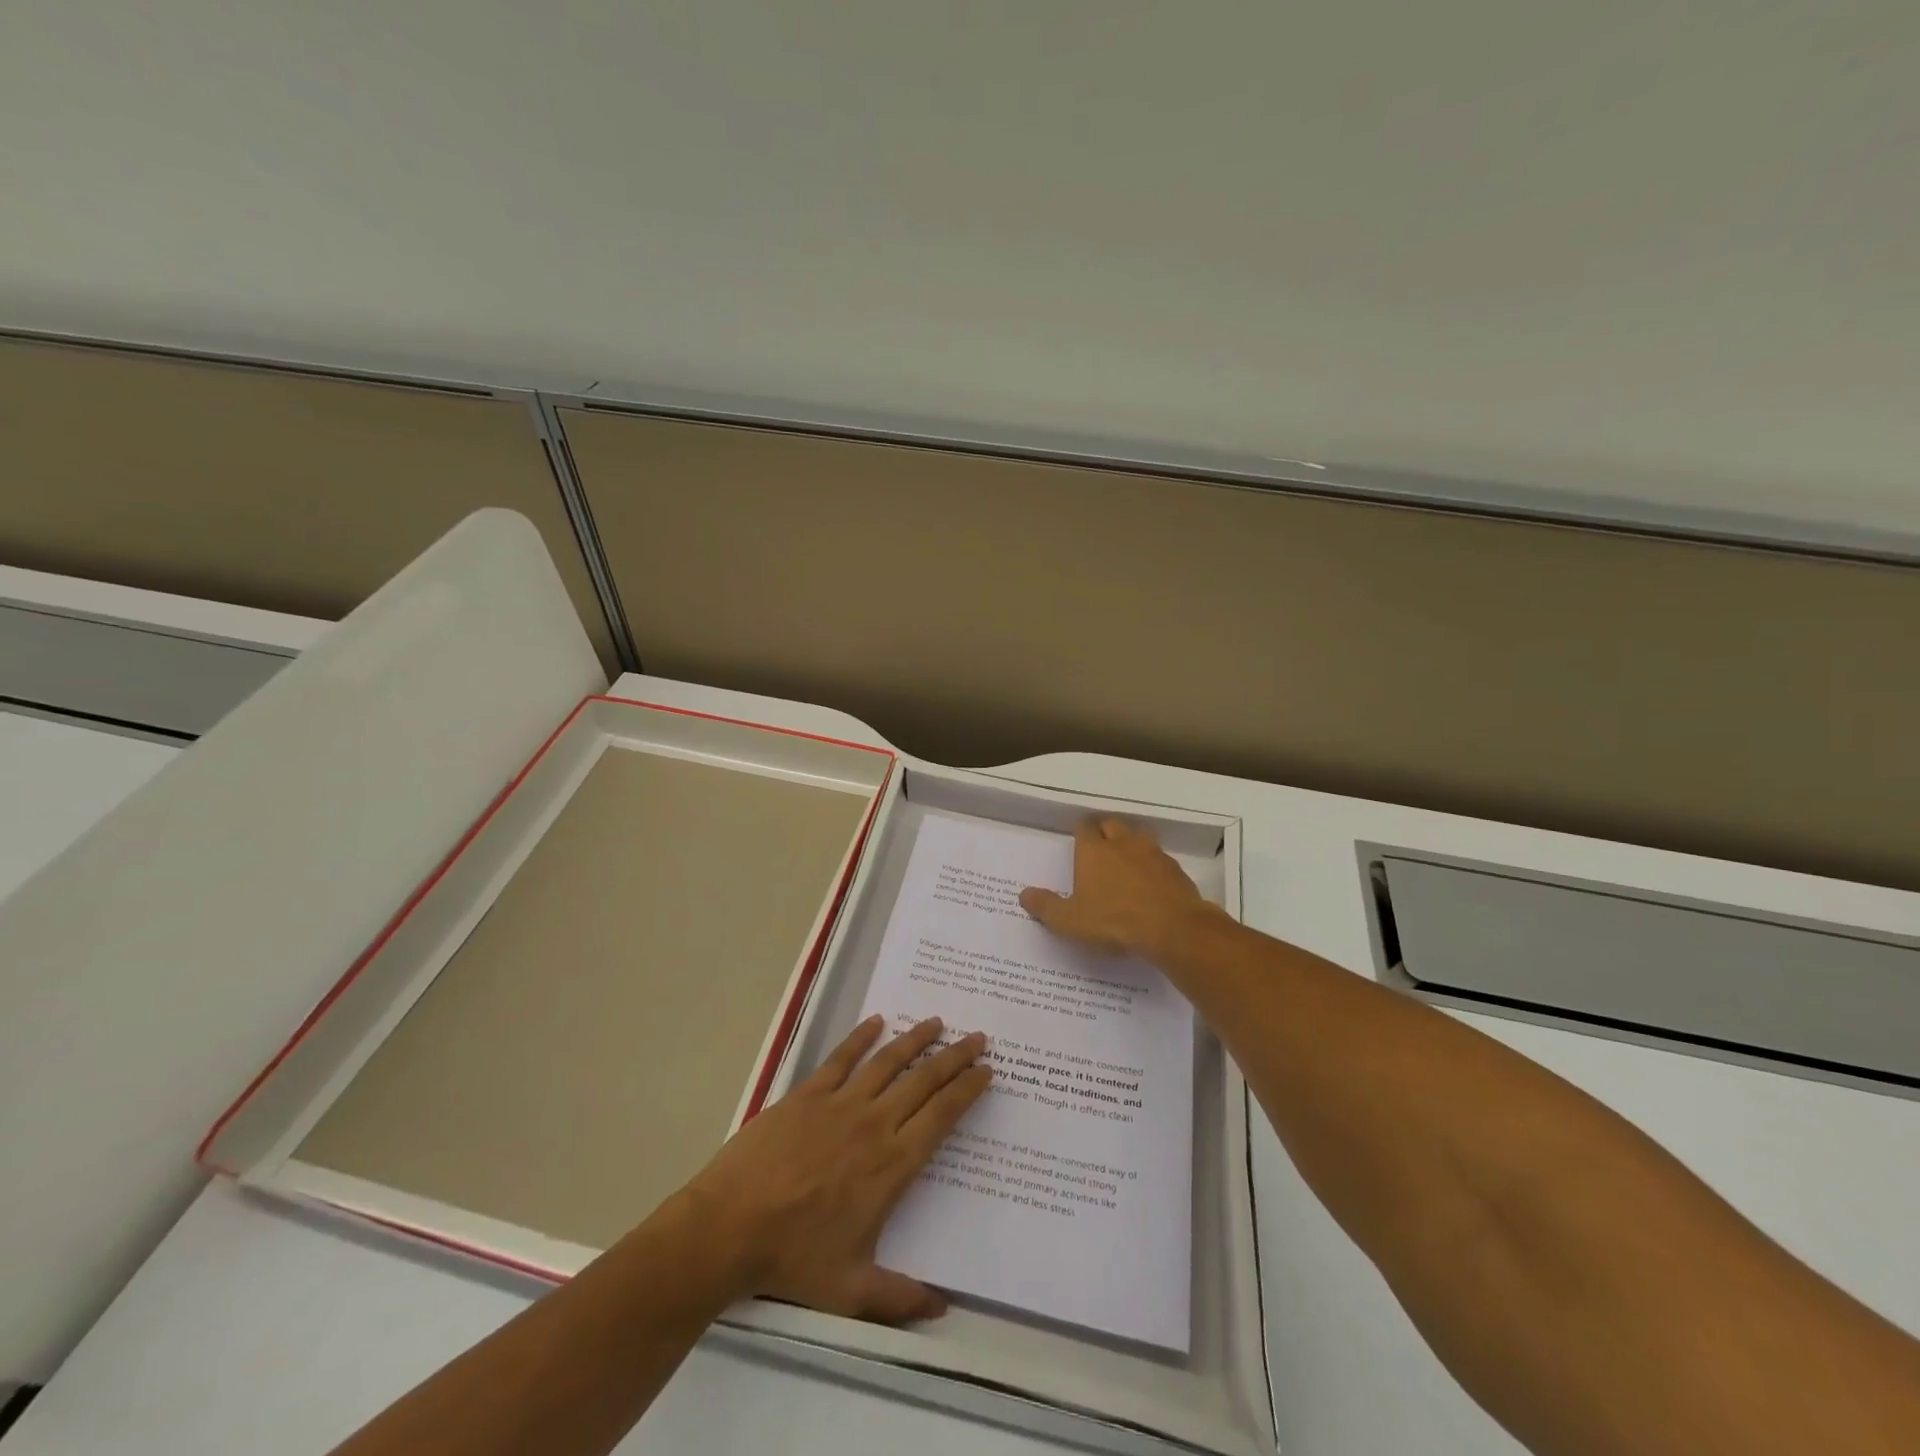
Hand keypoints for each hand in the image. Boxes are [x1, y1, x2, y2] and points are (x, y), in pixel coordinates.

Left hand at [683, 1015, 989, 1323]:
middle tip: (977, 1036)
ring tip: (937, 1021)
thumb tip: (943, 1309)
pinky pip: (841, 1058)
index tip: (987, 1071)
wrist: (730, 1227)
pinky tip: (876, 1022)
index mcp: (892, 1164)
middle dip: (955, 1057)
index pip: (942, 1116)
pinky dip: (861, 1037)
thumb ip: (900, 1298)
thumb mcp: (851, 1290)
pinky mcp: (808, 1094)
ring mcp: (840, 1103)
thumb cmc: (793, 1258)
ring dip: (916, 1039)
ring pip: (888, 1061)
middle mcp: (874, 1124)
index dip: (968, 1090)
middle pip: (924, 1081)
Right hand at [1019, 817, 1214, 960]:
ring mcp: (1152, 854)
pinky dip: (1153, 866)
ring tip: (1126, 860)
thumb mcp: (1069, 921)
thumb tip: (1024, 894)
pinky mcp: (1175, 870)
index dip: (1080, 832)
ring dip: (1131, 844)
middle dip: (1105, 832)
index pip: (1084, 827)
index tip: (1077, 841)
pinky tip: (1151, 883)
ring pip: (1139, 837)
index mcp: (1094, 851)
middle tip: (1100, 848)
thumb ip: (1045, 907)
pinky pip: (1160, 859)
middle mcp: (1123, 844)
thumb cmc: (1113, 921)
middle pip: (1112, 825)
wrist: (1172, 929)